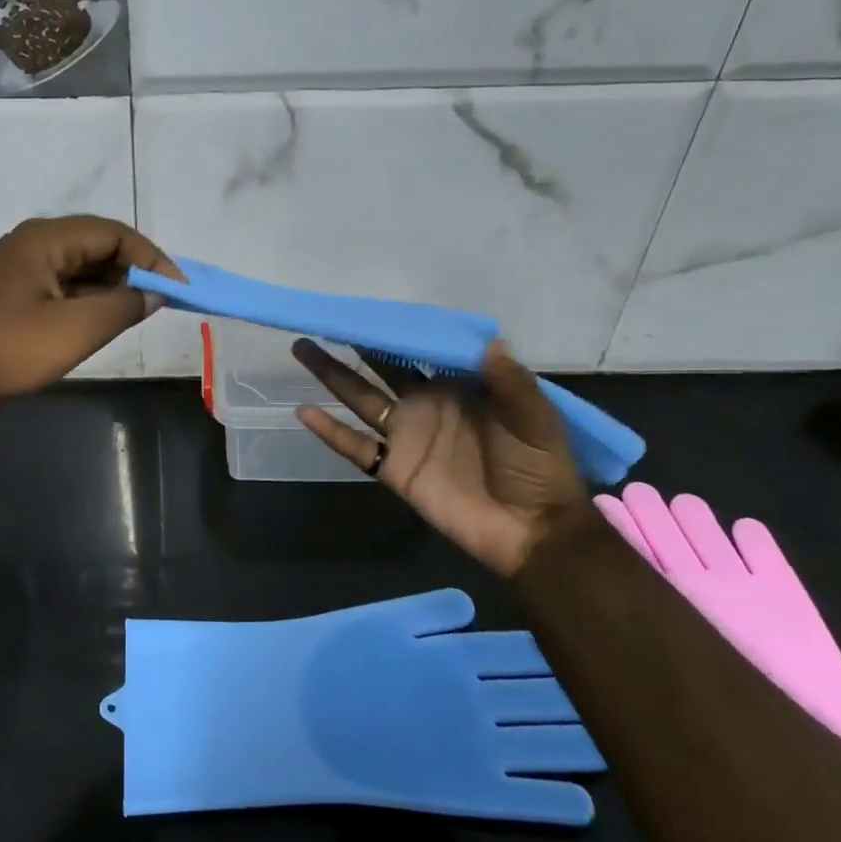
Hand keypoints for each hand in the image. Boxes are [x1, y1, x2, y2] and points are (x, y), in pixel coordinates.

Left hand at [0, 216, 180, 402]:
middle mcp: (33, 241)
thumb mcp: (77, 328)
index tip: (178, 288)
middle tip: (160, 301)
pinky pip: (60, 283)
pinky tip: (100, 319)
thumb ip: (124, 305)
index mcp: (47, 238)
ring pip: (79, 266)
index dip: (151, 257)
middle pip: (96, 245)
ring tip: (136, 313)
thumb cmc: (11, 346)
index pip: (114, 233)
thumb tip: (155, 291)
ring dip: (110, 285)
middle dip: (132, 270)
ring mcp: (18, 265)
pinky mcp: (11, 290)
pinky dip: (86, 297)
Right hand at [292, 339, 590, 577]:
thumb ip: (510, 382)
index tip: (369, 310)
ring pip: (359, 398)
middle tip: (325, 320)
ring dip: (331, 374)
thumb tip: (489, 341)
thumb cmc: (539, 468)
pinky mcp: (393, 468)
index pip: (419, 352)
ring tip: (302, 347)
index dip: (395, 332)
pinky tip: (305, 411)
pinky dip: (330, 432)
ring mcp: (406, 436)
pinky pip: (355, 447)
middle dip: (354, 344)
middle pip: (380, 368)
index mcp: (457, 387)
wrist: (533, 532)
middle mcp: (425, 404)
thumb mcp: (535, 419)